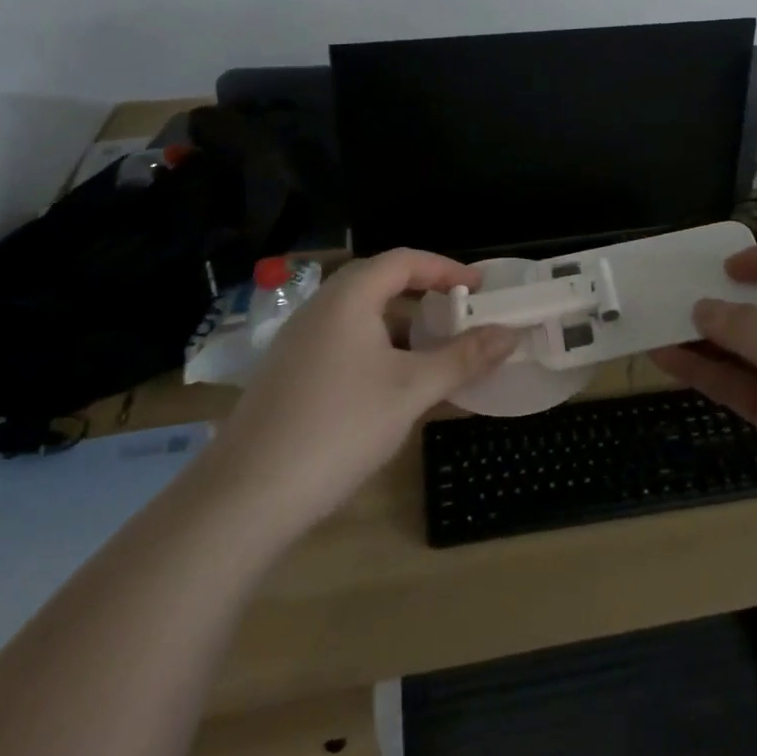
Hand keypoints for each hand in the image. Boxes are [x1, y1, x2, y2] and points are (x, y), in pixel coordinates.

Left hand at [210, 250, 518, 541]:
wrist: (246, 495)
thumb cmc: (340, 427)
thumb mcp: (411, 391)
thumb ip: (462, 358)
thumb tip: (510, 333)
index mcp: (348, 297)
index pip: (404, 260)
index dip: (446, 268)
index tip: (480, 287)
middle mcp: (319, 309)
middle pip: (379, 282)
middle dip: (424, 294)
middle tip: (460, 315)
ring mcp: (298, 342)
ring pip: (360, 316)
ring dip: (401, 325)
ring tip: (435, 352)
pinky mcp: (288, 374)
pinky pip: (343, 342)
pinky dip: (378, 349)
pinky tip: (392, 386)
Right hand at [652, 240, 756, 569]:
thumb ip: (747, 325)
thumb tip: (703, 309)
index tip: (729, 268)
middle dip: (735, 299)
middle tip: (688, 293)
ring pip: (754, 349)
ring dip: (712, 337)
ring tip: (665, 324)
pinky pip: (742, 386)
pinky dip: (707, 372)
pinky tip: (668, 360)